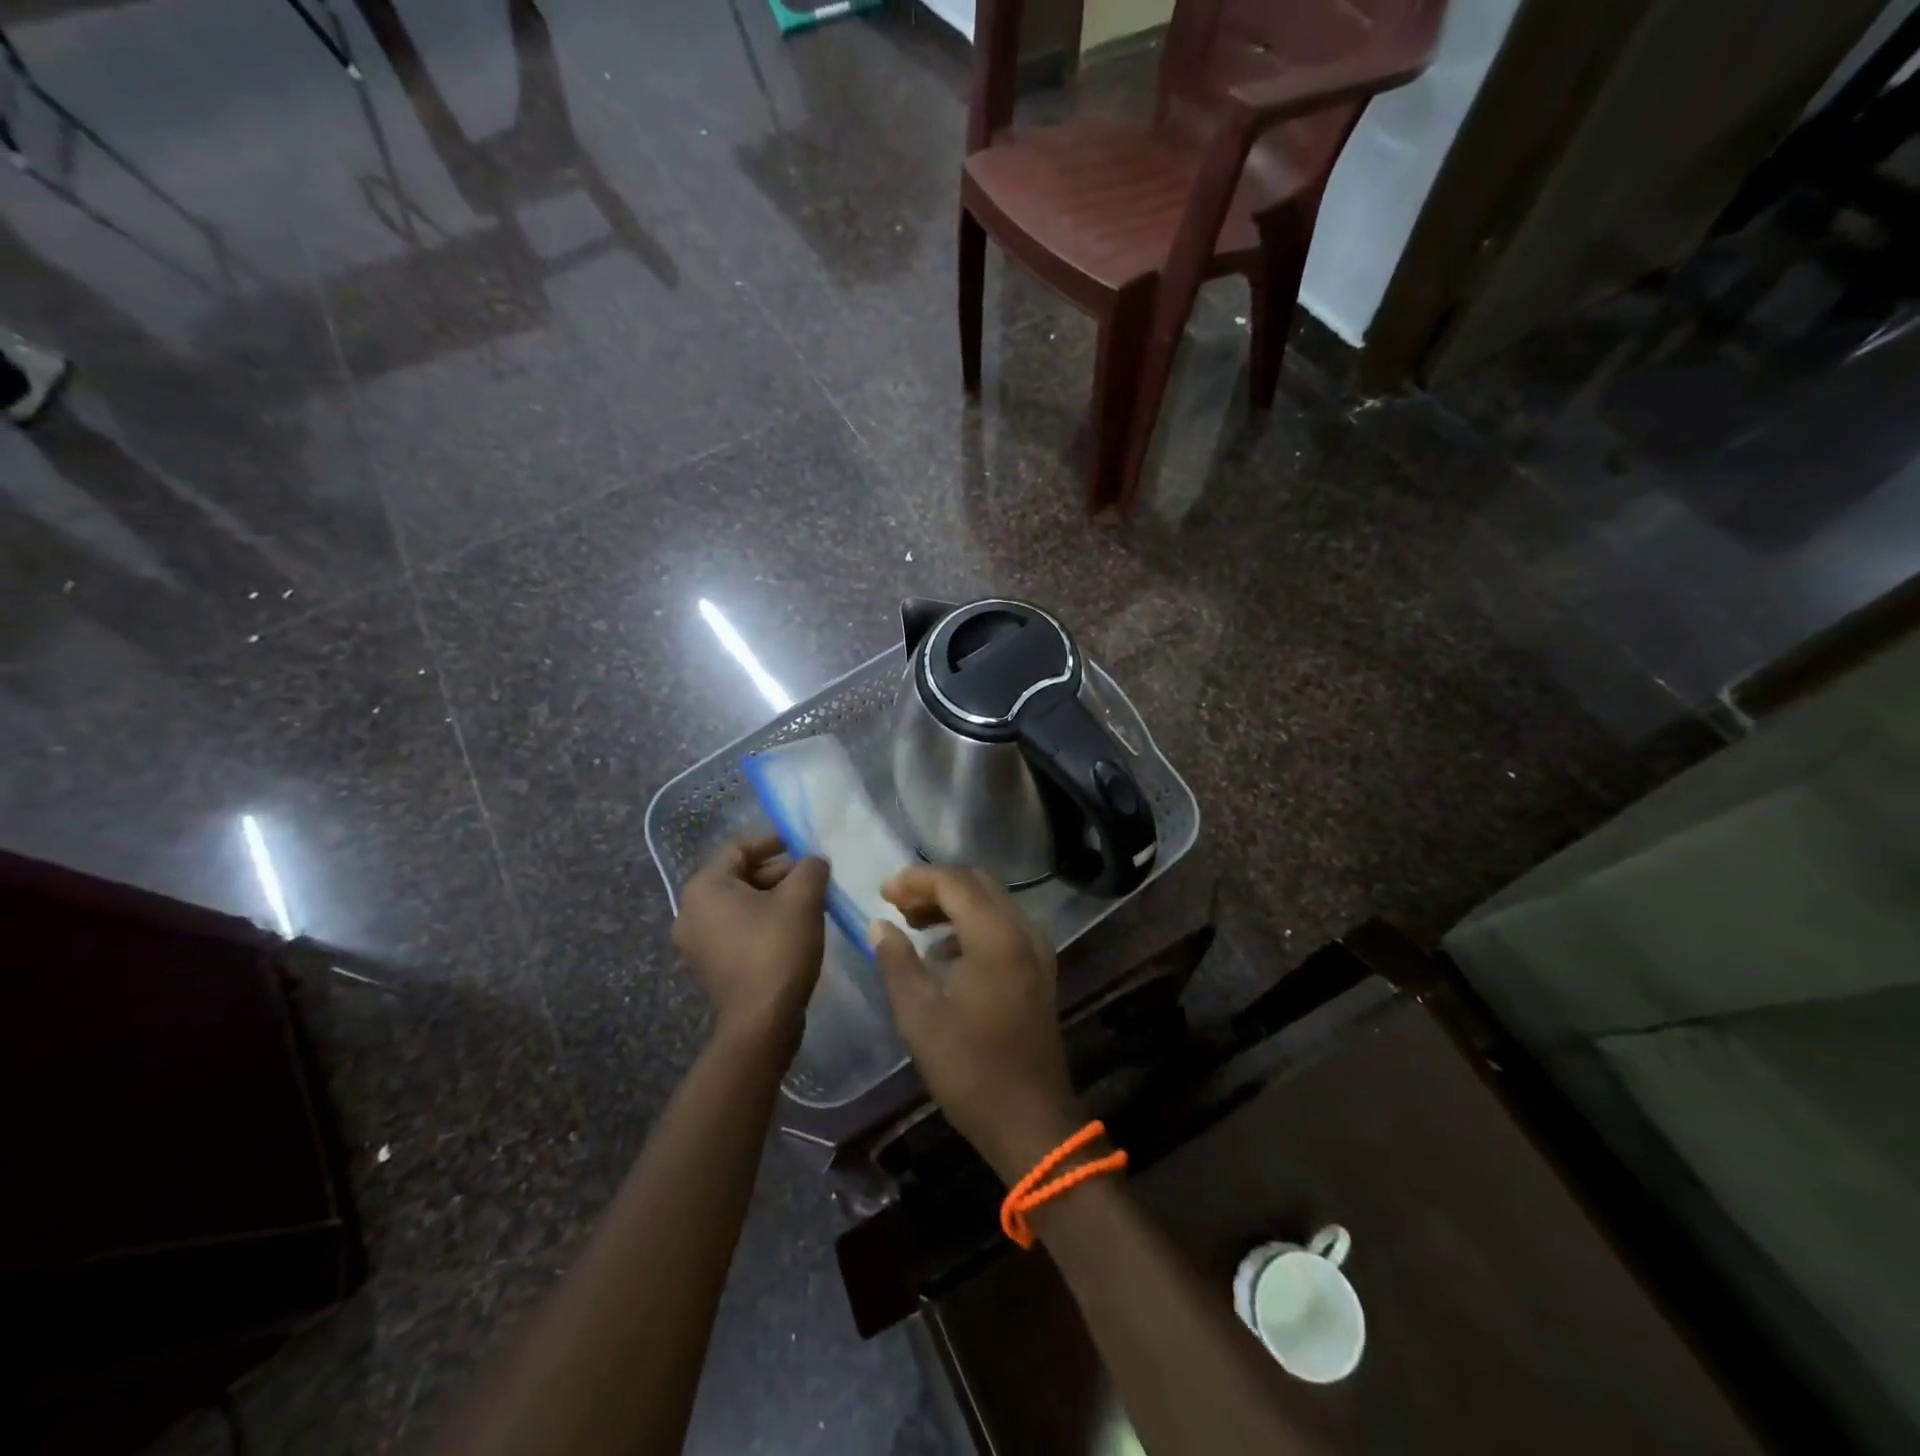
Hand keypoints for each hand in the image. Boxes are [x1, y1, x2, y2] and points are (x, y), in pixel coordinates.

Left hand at [672, 835, 828, 1049]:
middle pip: (738, 875)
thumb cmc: (777, 948)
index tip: (805, 846)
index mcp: (704, 887)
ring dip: (773, 897)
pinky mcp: (709, 965)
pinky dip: (762, 921)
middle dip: (778, 872)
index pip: (739, 847)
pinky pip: (736, 928)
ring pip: (739, 904)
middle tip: (813, 877)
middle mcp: (689, 911)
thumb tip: (813, 862)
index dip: (774, 841)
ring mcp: (696, 942)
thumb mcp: (803, 898)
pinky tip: (793, 928)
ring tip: (809, 901)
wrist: (761, 1022)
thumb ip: (810, 868)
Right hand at [870, 866, 1083, 1183]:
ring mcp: (1037, 951)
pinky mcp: (1039, 970)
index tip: (882, 893)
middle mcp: (1023, 932)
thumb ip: (896, 963)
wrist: (1032, 1122)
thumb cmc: (971, 1070)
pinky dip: (973, 924)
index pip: (954, 882)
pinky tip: (945, 952)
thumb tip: (878, 925)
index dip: (915, 879)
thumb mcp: (920, 1017)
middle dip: (935, 886)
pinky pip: (1005, 926)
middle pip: (977, 884)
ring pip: (993, 902)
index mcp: (996, 937)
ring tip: (914, 924)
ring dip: (954, 904)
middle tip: (897, 906)